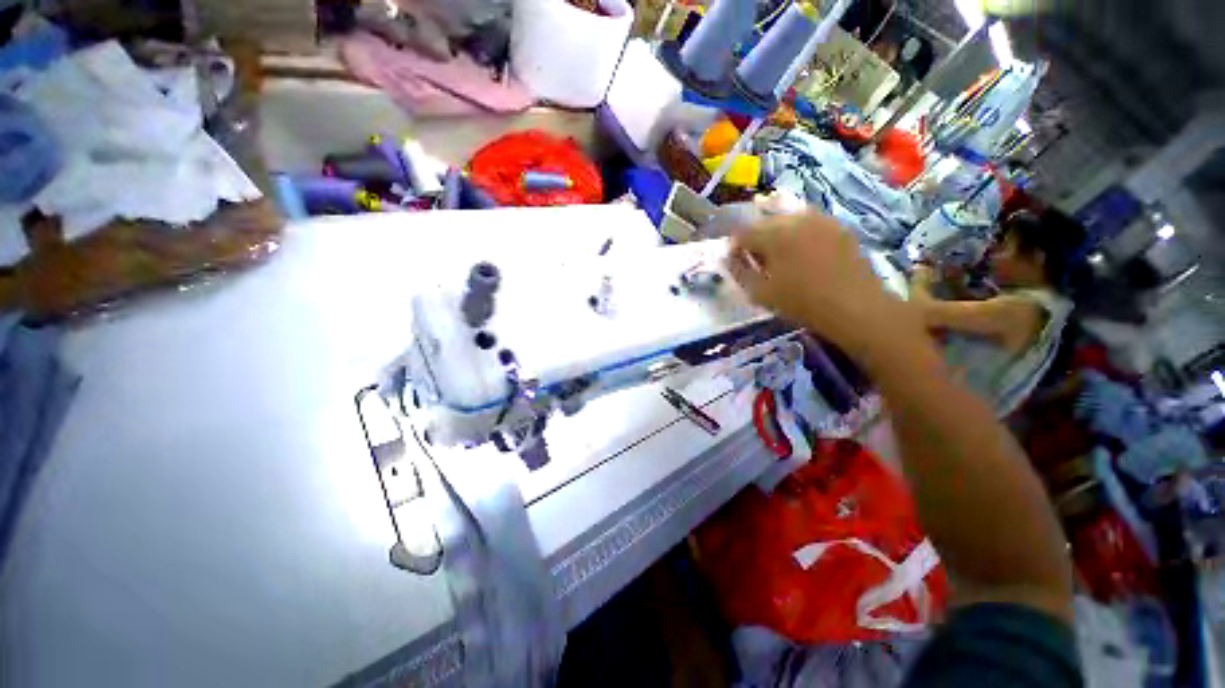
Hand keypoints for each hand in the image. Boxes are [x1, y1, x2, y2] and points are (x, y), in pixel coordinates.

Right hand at [727, 213, 923, 361]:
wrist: (854, 306)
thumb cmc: (801, 302)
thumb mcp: (760, 293)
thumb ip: (739, 272)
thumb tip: (728, 258)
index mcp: (774, 234)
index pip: (743, 232)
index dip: (735, 247)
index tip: (737, 262)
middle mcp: (796, 218)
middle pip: (764, 221)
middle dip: (755, 239)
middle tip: (757, 261)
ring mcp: (820, 219)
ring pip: (787, 219)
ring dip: (776, 235)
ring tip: (780, 256)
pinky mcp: (837, 225)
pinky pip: (808, 223)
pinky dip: (798, 234)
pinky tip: (802, 253)